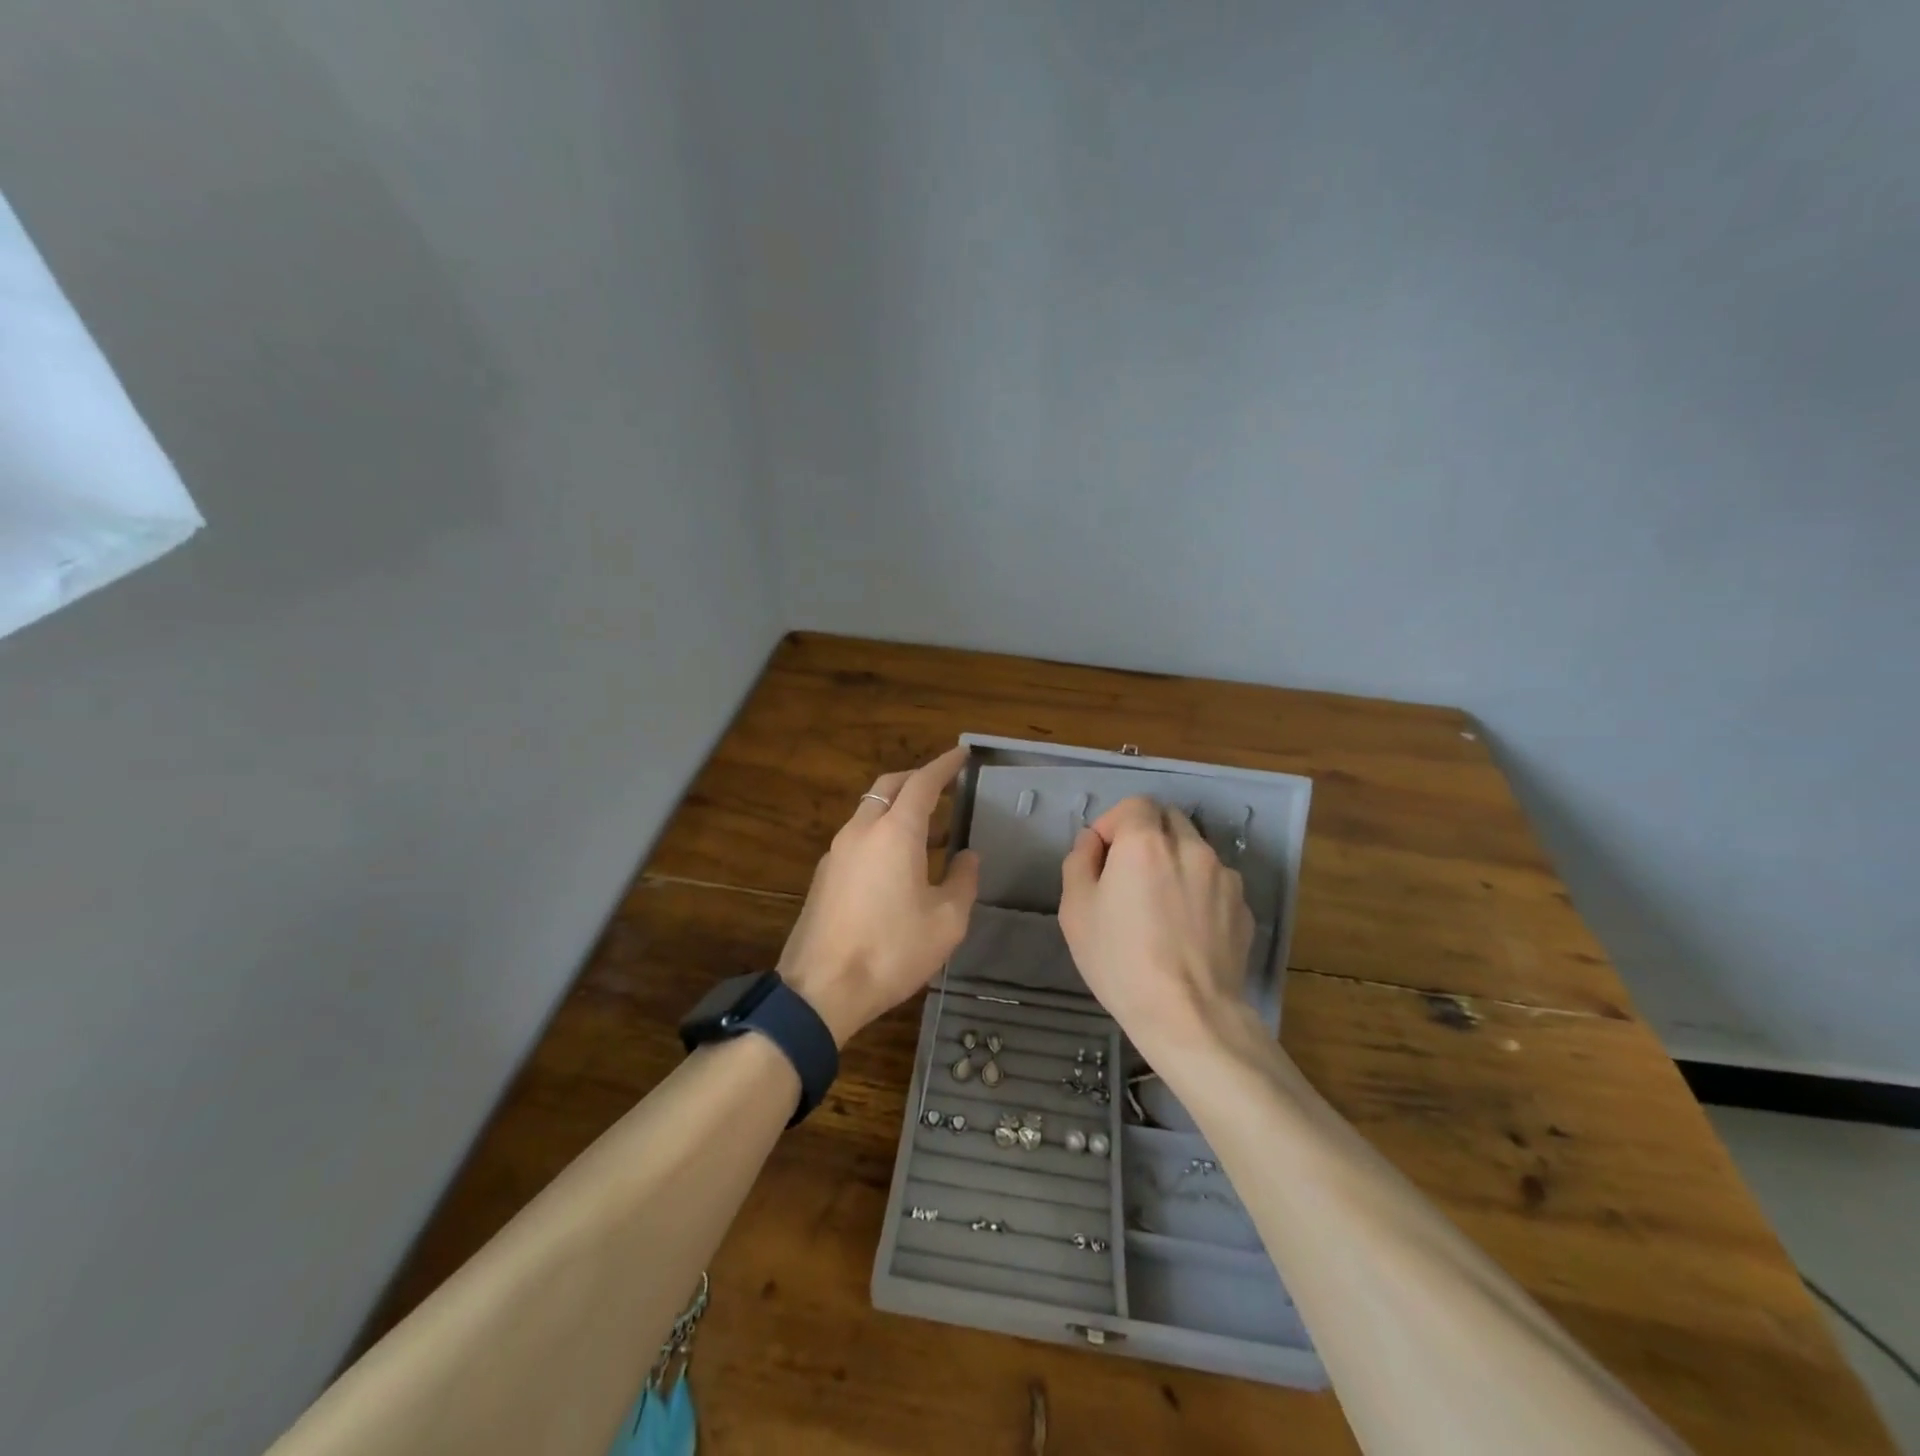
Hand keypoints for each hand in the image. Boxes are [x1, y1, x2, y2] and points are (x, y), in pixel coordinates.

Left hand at [778, 746, 980, 1045]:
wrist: (821, 989)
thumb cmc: (892, 951)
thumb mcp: (946, 921)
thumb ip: (963, 880)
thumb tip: (967, 856)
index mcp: (894, 832)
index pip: (922, 783)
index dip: (944, 766)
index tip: (962, 754)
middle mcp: (861, 830)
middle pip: (889, 786)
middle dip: (918, 778)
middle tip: (945, 785)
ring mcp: (837, 851)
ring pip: (870, 810)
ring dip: (897, 806)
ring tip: (928, 827)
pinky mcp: (824, 874)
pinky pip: (858, 836)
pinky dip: (881, 831)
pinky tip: (897, 861)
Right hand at [1059, 797, 1255, 1062]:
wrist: (1189, 1016)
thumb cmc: (1121, 961)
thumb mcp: (1076, 910)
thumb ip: (1080, 860)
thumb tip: (1094, 841)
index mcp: (1145, 842)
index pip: (1134, 804)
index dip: (1114, 823)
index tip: (1102, 856)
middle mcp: (1191, 847)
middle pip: (1168, 819)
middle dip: (1146, 835)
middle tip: (1129, 875)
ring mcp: (1224, 876)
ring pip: (1194, 849)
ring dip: (1174, 861)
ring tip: (1160, 905)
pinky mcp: (1243, 906)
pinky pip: (1214, 882)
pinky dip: (1198, 889)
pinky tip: (1186, 928)